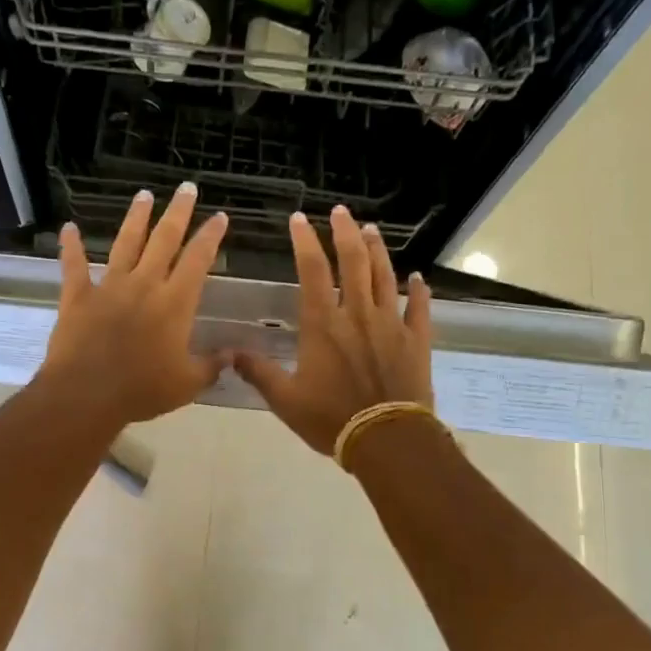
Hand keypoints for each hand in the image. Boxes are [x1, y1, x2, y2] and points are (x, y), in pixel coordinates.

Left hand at [39, 184, 228, 425]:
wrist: (87, 394)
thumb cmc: (142, 390)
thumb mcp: (187, 384)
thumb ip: (211, 366)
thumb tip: (233, 355)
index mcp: (174, 303)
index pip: (198, 260)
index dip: (210, 236)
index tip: (219, 216)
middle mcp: (144, 284)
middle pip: (164, 239)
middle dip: (178, 212)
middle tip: (186, 188)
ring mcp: (109, 286)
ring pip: (125, 243)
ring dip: (136, 218)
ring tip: (144, 195)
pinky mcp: (78, 296)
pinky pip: (73, 265)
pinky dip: (70, 246)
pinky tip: (68, 228)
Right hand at [232, 206, 433, 452]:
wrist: (387, 439)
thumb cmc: (331, 418)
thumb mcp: (285, 400)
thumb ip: (259, 373)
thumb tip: (230, 355)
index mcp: (323, 324)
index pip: (312, 271)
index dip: (305, 241)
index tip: (299, 219)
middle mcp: (358, 314)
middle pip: (354, 262)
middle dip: (346, 232)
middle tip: (341, 211)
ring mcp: (391, 324)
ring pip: (385, 277)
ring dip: (378, 250)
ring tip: (372, 229)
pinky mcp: (416, 340)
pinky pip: (420, 307)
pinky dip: (419, 290)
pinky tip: (418, 277)